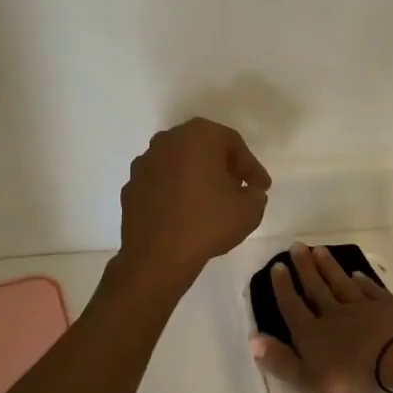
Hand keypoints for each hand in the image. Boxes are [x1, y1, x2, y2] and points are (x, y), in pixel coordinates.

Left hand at [117, 118, 270, 288]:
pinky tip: (185, 215)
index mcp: (198, 136)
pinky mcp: (131, 187)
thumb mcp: (250, 210)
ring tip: (211, 203)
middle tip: (238, 189)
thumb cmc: (207, 224)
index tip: (262, 187)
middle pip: (203, 148)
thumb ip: (255, 194)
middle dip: (223, 167)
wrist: (156, 257)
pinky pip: (161, 184)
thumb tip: (249, 192)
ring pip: (179, 164)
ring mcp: (144, 163)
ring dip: (196, 178)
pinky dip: (175, 193)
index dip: (251, 166)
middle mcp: (167, 141)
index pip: (233, 143)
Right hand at [252, 244, 392, 392]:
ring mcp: (364, 307)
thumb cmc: (352, 373)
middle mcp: (334, 314)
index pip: (293, 306)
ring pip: (342, 283)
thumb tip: (254, 340)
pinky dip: (362, 281)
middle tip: (297, 246)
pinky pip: (371, 290)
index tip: (278, 266)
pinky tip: (357, 274)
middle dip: (305, 268)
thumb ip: (282, 361)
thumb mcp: (310, 378)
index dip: (283, 288)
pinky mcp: (389, 306)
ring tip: (319, 251)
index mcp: (312, 333)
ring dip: (329, 268)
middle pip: (316, 287)